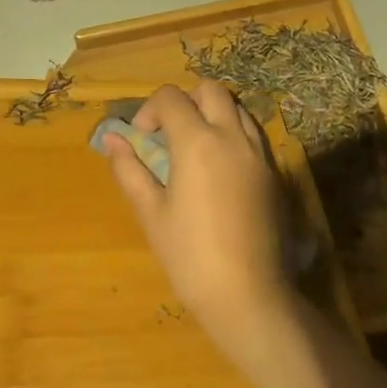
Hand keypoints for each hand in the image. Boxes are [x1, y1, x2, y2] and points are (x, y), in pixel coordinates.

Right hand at [99, 81, 291, 356]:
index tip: (142, 138)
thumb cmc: (190, 256)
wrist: (250, 297)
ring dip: (213, 114)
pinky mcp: (274, 174)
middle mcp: (230, 136)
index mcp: (196, 141)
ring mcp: (258, 153)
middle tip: (171, 132)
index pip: (171, 97)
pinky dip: (233, 134)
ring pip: (236, 108)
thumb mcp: (151, 213)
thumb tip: (112, 139)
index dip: (150, 110)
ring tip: (196, 147)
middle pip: (210, 90)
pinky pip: (252, 134)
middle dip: (186, 100)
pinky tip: (220, 169)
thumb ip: (130, 169)